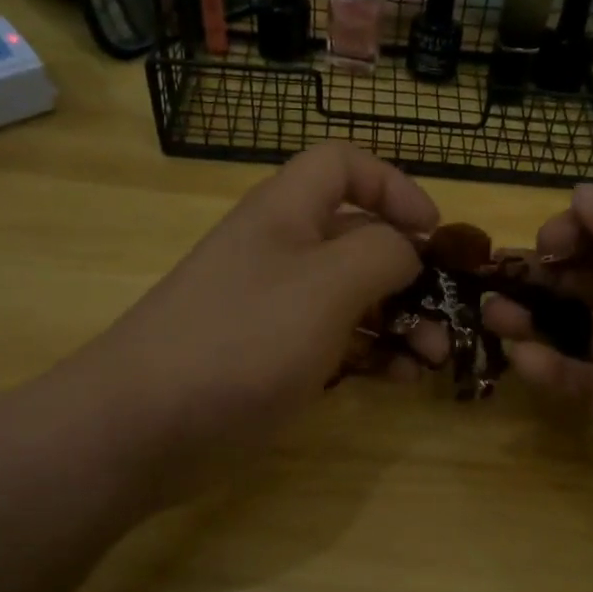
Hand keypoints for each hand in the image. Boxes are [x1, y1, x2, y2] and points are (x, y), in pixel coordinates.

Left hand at [79, 143, 438, 497]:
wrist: (144, 425)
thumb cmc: (243, 340)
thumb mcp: (326, 285)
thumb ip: (381, 253)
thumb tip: (407, 249)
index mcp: (286, 213)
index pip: (343, 165)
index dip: (393, 185)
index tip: (433, 231)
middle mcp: (281, 251)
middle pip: (358, 237)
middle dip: (410, 270)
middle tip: (448, 313)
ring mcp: (275, 308)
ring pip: (353, 297)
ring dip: (401, 319)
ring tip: (433, 358)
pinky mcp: (272, 358)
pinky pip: (335, 343)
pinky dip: (372, 354)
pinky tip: (400, 380)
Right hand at [484, 184, 592, 538]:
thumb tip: (579, 193)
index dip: (582, 231)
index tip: (544, 242)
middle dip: (549, 273)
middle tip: (500, 274)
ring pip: (584, 331)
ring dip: (537, 318)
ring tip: (492, 311)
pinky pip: (586, 383)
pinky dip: (552, 368)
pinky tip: (520, 356)